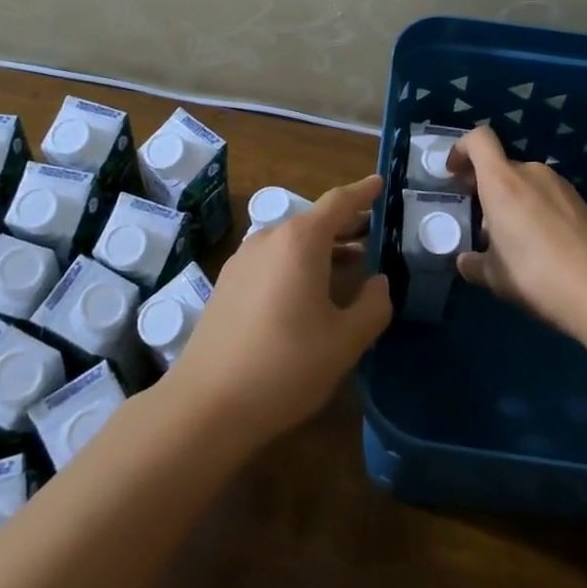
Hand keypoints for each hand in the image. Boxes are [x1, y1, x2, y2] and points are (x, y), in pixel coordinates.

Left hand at [163, 174, 390, 449]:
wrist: (206, 405)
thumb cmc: (286, 365)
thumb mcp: (345, 340)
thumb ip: (372, 306)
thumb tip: (380, 282)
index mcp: (300, 241)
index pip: (338, 202)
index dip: (363, 192)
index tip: (380, 183)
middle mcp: (268, 239)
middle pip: (313, 221)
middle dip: (345, 225)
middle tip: (374, 232)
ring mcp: (242, 261)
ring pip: (290, 243)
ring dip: (322, 248)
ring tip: (350, 264)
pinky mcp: (226, 285)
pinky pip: (271, 261)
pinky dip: (297, 264)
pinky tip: (309, 292)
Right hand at [447, 126, 586, 338]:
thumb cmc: (537, 276)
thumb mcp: (495, 277)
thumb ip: (474, 264)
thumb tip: (464, 261)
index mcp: (502, 182)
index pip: (478, 139)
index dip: (461, 149)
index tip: (453, 174)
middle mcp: (532, 173)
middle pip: (501, 166)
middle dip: (485, 187)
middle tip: (478, 219)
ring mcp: (561, 186)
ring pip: (525, 183)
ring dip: (511, 201)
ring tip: (510, 239)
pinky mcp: (582, 203)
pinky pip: (547, 197)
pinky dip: (535, 211)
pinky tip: (539, 247)